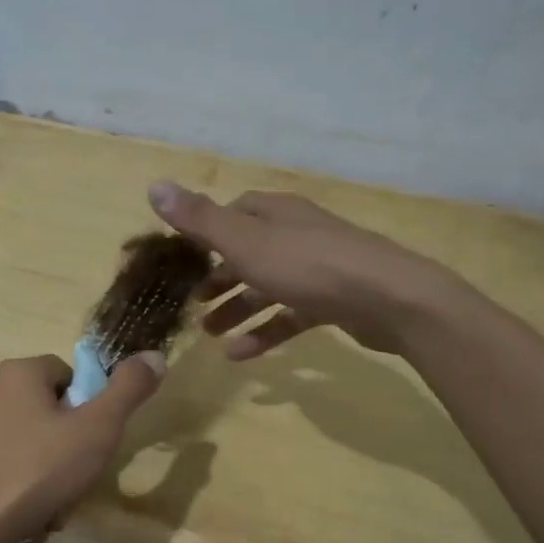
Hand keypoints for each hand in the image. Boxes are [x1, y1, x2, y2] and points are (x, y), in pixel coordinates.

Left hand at [0, 351, 165, 542]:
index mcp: (19, 372)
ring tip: (52, 506)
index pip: (69, 375)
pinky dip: (19, 484)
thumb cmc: (38, 471)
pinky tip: (26, 515)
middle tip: (76, 479)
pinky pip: (2, 463)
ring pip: (27, 441)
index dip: (88, 409)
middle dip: (68, 445)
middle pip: (47, 409)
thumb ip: (128, 390)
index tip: (92, 444)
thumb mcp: (97, 429)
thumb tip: (155, 355)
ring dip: (46, 470)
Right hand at [148, 182, 458, 359]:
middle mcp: (296, 234)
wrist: (389, 299)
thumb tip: (154, 186)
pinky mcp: (334, 301)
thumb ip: (199, 220)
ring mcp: (318, 268)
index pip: (234, 212)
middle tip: (193, 301)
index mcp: (275, 214)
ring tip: (209, 334)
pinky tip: (241, 355)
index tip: (184, 256)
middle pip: (249, 252)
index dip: (207, 231)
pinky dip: (265, 331)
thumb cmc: (309, 266)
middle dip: (219, 277)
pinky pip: (290, 315)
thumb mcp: (245, 242)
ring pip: (267, 286)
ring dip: (237, 308)